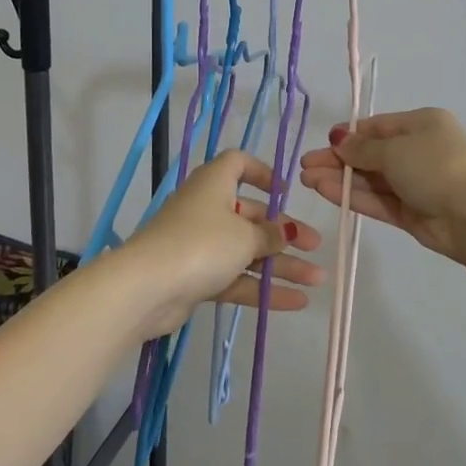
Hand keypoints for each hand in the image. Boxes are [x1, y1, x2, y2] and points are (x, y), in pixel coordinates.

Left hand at [118, 150, 324, 338]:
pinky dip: (263, 288)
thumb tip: (284, 232)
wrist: (148, 287)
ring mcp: (200, 245)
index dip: (262, 173)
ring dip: (281, 265)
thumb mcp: (244, 236)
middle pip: (250, 215)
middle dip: (284, 232)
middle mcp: (207, 209)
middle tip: (315, 246)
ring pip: (247, 251)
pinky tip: (296, 302)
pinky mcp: (197, 277)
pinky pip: (236, 278)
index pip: (238, 164)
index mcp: (214, 184)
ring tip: (317, 280)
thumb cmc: (201, 243)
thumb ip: (270, 234)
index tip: (285, 192)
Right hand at [298, 107, 465, 261]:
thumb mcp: (394, 149)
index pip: (377, 128)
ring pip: (371, 180)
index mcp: (421, 125)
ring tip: (307, 180)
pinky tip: (325, 192)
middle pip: (370, 155)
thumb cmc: (434, 166)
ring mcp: (414, 184)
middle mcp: (418, 151)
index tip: (322, 143)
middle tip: (306, 166)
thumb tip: (338, 140)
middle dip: (338, 160)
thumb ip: (362, 148)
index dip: (349, 136)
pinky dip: (353, 196)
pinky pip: (377, 200)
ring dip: (340, 179)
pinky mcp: (410, 212)